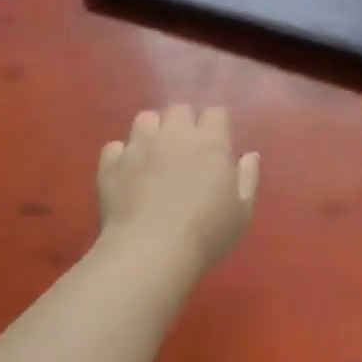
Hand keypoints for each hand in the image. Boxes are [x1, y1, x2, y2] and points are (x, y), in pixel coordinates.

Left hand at [97, 105, 258, 272]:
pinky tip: (125, 173)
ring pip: (144, 119)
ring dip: (151, 131)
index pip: (215, 112)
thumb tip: (249, 155)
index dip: (215, 123)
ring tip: (152, 153)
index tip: (216, 141)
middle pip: (178, 108)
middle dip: (182, 122)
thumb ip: (247, 179)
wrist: (151, 252)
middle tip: (184, 147)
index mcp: (210, 142)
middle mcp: (174, 134)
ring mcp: (140, 146)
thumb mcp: (241, 212)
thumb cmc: (206, 234)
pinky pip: (114, 147)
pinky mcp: (112, 164)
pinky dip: (120, 156)